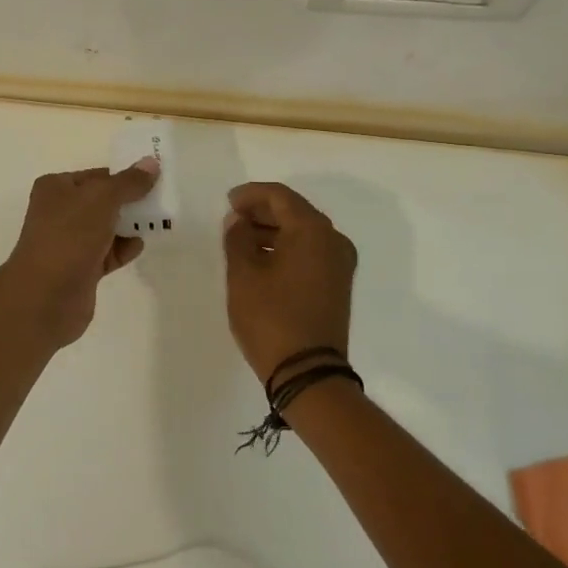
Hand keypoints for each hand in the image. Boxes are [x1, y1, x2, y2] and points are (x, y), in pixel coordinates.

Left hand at [0, 159, 160, 350]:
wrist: (45, 296)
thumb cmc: (69, 236)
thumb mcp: (102, 199)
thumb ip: (129, 182)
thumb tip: (151, 163)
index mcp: (56, 188)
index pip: (97, 176)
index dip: (124, 176)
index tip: (154, 179)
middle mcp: (60, 212)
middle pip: (103, 201)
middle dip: (130, 202)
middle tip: (160, 200)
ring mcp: (69, 242)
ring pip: (106, 228)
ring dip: (129, 226)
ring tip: (157, 222)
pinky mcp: (80, 269)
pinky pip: (107, 253)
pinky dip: (123, 249)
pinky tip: (139, 246)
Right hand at [222, 182, 357, 383]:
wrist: (309, 373)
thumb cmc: (271, 318)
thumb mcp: (243, 275)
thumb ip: (237, 238)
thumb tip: (238, 220)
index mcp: (312, 230)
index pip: (280, 196)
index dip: (251, 194)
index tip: (228, 201)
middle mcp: (333, 240)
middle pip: (294, 211)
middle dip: (262, 211)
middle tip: (232, 218)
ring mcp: (340, 263)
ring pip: (303, 232)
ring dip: (273, 230)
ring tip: (241, 240)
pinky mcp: (338, 283)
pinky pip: (310, 252)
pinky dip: (287, 248)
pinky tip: (262, 259)